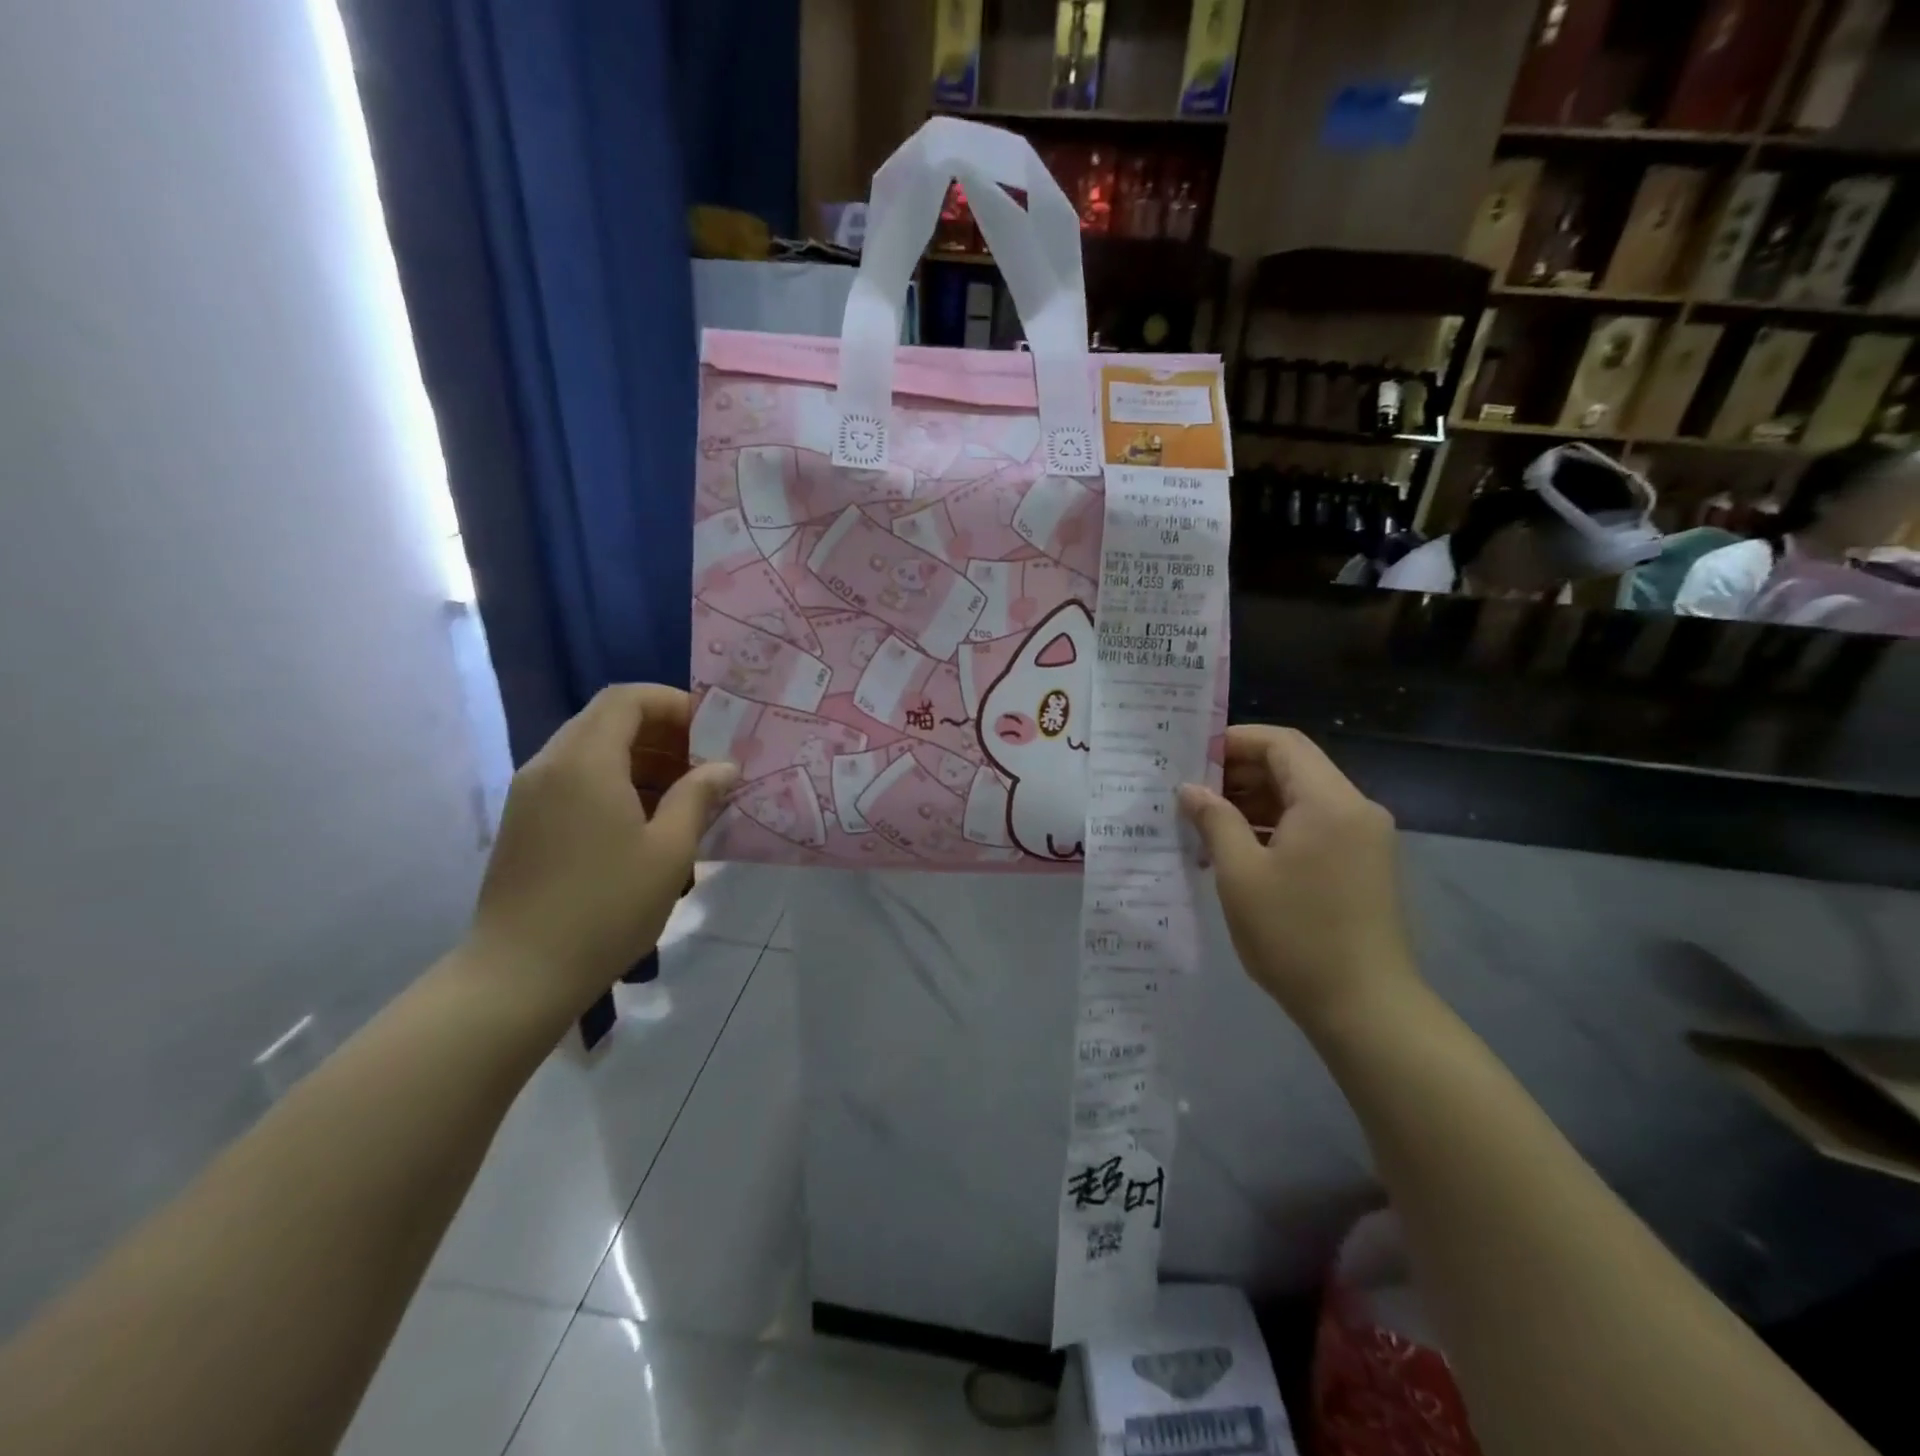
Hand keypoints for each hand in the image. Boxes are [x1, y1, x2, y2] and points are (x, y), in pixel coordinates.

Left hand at [466, 685, 737, 1016]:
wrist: (520, 973)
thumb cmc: (606, 907)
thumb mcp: (669, 851)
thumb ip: (698, 797)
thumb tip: (725, 767)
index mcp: (585, 761)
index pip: (627, 698)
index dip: (673, 703)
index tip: (711, 731)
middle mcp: (551, 764)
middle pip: (608, 720)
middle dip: (662, 733)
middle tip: (704, 764)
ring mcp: (531, 793)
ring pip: (591, 750)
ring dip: (640, 759)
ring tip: (683, 794)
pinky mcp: (525, 821)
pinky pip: (575, 779)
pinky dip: (614, 781)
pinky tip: (645, 820)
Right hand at [1179, 726, 1417, 1031]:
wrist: (1365, 1008)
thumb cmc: (1295, 936)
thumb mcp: (1241, 875)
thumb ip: (1214, 821)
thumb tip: (1190, 789)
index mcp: (1329, 802)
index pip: (1281, 743)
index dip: (1235, 741)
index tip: (1194, 758)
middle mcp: (1355, 809)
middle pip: (1294, 767)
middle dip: (1241, 773)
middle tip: (1192, 792)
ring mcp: (1364, 838)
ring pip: (1303, 798)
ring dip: (1256, 802)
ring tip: (1207, 822)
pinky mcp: (1363, 864)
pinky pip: (1315, 826)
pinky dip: (1277, 827)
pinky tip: (1239, 849)